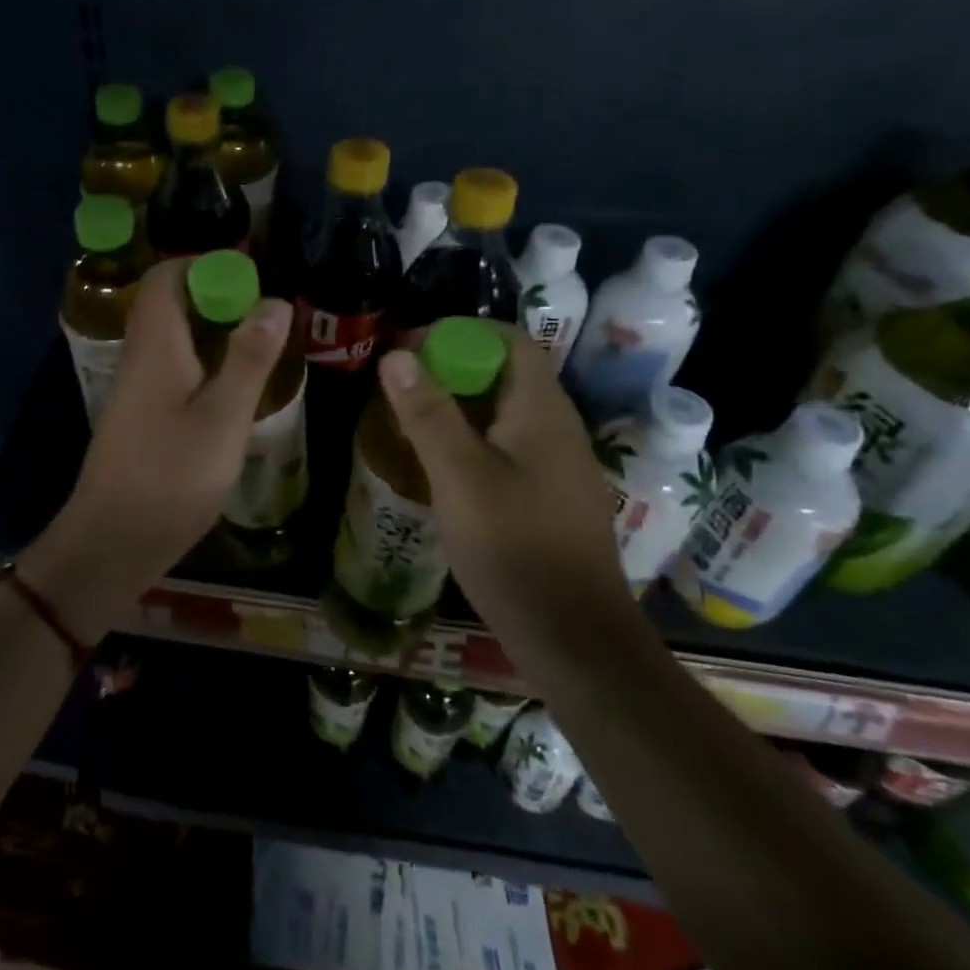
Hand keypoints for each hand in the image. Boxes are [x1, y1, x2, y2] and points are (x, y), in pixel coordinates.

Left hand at [41, 258, 292, 587]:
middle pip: (169, 304)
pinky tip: (232, 388)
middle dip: (216, 298)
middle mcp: (139, 356)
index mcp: (155, 344)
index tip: (251, 278)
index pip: (166, 277)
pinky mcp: (139, 415)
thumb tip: (274, 300)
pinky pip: (171, 368)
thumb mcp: (224, 416)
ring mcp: (135, 388)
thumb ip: (249, 358)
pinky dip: (202, 363)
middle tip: (265, 315)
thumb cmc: (172, 475)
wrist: (113, 540)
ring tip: (258, 346)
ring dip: (211, 332)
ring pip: (172, 338)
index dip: (205, 265)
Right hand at [376, 325, 634, 651]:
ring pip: (504, 412)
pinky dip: (471, 439)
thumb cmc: (514, 548)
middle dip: (451, 368)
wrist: (572, 637)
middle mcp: (557, 427)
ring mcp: (558, 464)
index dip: (459, 332)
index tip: (410, 349)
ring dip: (458, 405)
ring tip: (410, 421)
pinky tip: (441, 466)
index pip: (509, 340)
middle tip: (400, 387)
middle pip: (505, 373)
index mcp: (542, 411)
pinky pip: (508, 445)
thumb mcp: (460, 476)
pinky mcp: (550, 495)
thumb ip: (428, 413)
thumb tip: (397, 355)